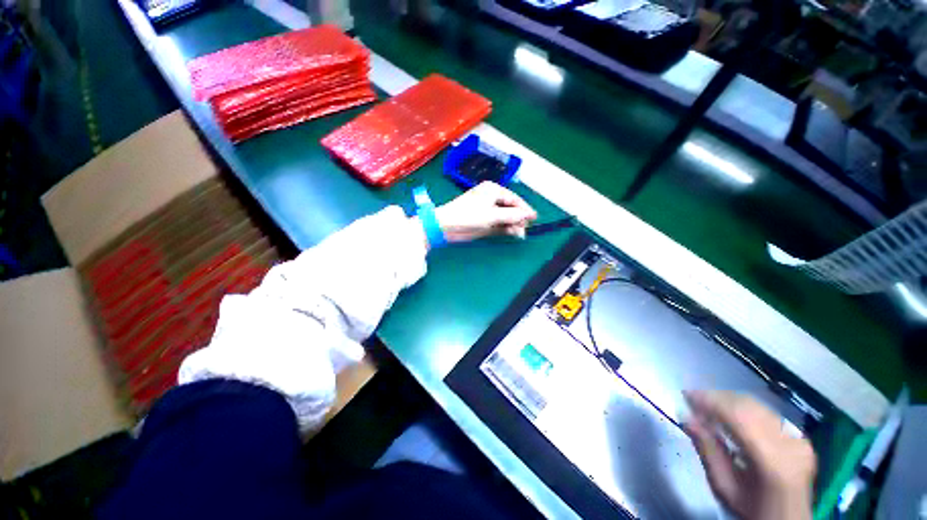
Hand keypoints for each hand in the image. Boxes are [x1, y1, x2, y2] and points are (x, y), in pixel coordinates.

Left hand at [434, 182, 536, 242]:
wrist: (446, 226)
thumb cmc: (468, 215)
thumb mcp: (492, 215)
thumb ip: (511, 216)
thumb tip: (528, 215)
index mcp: (492, 190)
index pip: (514, 199)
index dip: (524, 208)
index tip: (534, 218)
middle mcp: (491, 199)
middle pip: (510, 208)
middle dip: (518, 218)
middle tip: (525, 228)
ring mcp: (488, 212)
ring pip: (505, 218)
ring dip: (513, 225)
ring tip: (520, 234)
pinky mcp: (485, 223)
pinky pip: (499, 225)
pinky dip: (506, 229)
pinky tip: (512, 233)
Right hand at [684, 391, 815, 519]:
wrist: (788, 519)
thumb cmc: (751, 508)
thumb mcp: (724, 486)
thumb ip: (707, 451)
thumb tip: (687, 417)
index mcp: (772, 461)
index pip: (739, 416)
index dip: (711, 400)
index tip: (686, 394)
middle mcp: (789, 442)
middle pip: (749, 406)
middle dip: (717, 397)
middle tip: (693, 398)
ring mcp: (797, 438)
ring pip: (757, 405)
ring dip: (729, 400)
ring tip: (708, 405)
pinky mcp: (799, 436)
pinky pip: (766, 412)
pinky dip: (743, 408)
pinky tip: (730, 414)